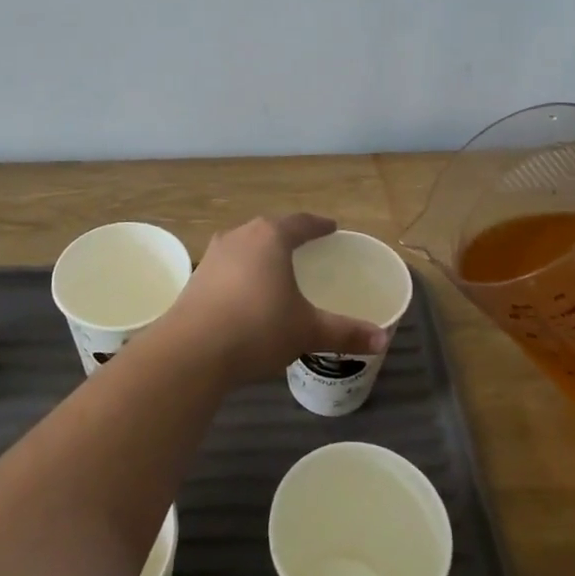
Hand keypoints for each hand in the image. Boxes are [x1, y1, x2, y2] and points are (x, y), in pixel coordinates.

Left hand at [161, 215, 387, 384]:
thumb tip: (383, 339)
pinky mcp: (196, 278)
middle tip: (306, 247)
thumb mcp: (307, 331)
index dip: (318, 225)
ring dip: (261, 253)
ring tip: (275, 268)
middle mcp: (240, 236)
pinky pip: (227, 266)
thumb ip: (345, 332)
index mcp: (271, 237)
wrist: (191, 352)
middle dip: (288, 236)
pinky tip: (246, 293)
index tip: (330, 228)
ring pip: (244, 246)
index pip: (300, 222)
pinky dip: (242, 273)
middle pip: (269, 229)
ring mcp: (213, 256)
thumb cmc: (257, 329)